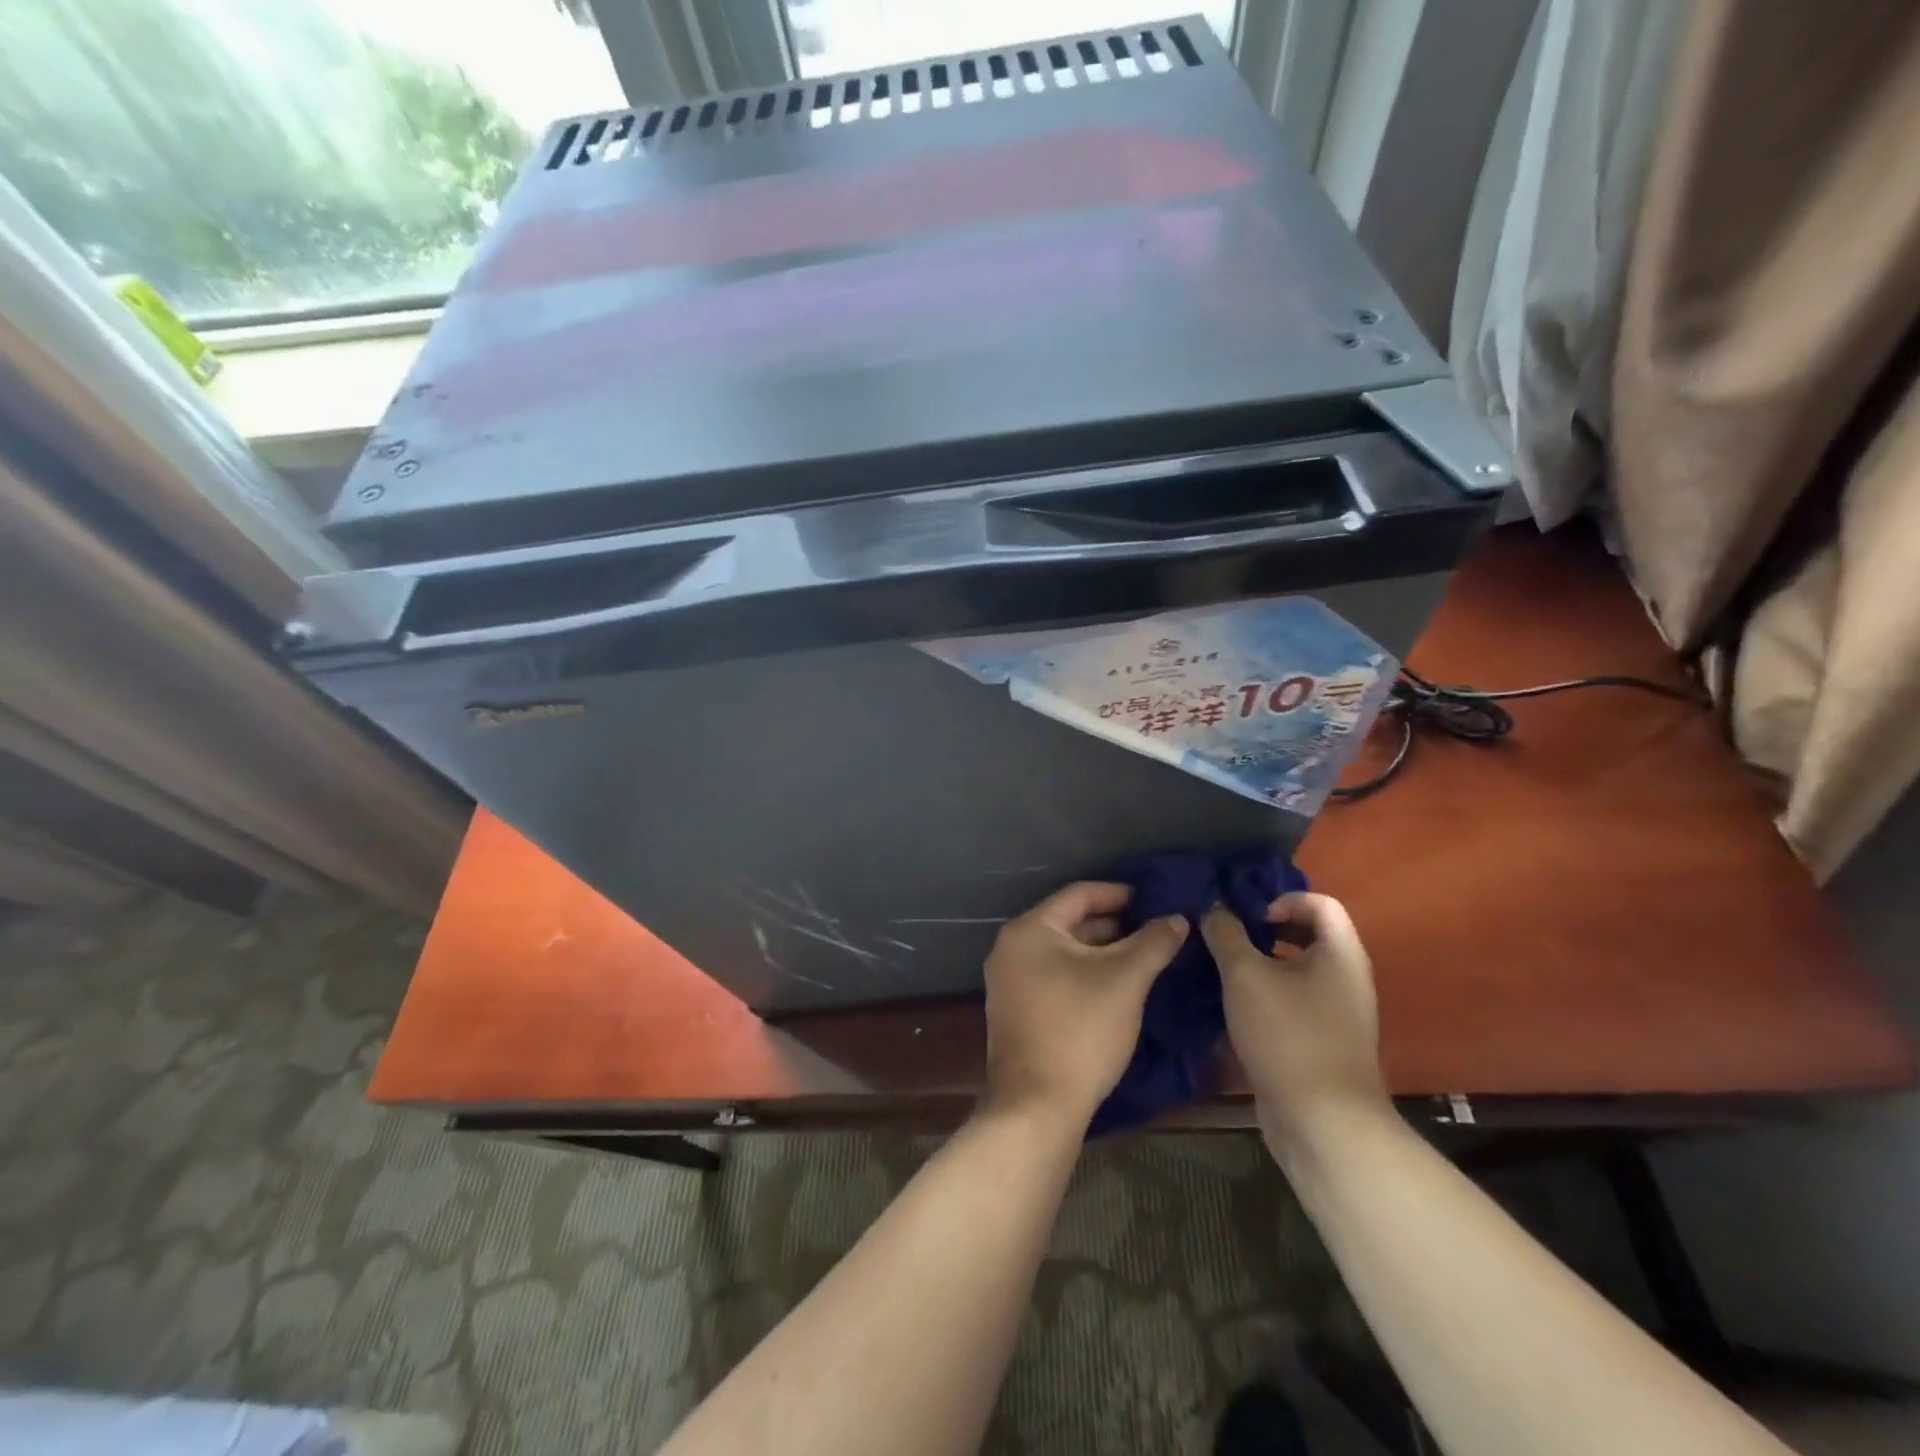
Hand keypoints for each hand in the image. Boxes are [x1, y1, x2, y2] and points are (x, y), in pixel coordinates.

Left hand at [981, 882, 1187, 1128]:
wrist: (1037, 1106)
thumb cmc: (1080, 1030)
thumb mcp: (1125, 980)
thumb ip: (1153, 942)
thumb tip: (1178, 918)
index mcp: (1030, 929)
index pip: (1080, 894)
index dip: (1121, 894)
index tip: (1157, 901)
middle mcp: (1012, 948)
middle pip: (1071, 923)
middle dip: (1116, 926)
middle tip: (1158, 932)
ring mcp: (1010, 982)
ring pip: (1065, 953)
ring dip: (1104, 953)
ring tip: (1146, 959)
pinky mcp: (1017, 1011)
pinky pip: (1056, 977)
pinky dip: (1087, 976)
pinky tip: (1118, 989)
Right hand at [1201, 892, 1388, 1157]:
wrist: (1323, 1124)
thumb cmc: (1288, 1035)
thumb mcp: (1245, 975)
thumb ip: (1226, 934)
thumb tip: (1214, 908)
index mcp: (1341, 953)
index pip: (1320, 902)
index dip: (1281, 899)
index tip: (1248, 918)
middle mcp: (1347, 979)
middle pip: (1308, 935)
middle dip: (1263, 931)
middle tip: (1226, 938)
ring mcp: (1337, 1014)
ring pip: (1297, 972)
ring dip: (1259, 966)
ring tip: (1220, 971)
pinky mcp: (1322, 1044)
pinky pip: (1293, 1004)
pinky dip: (1264, 998)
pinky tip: (1230, 1009)